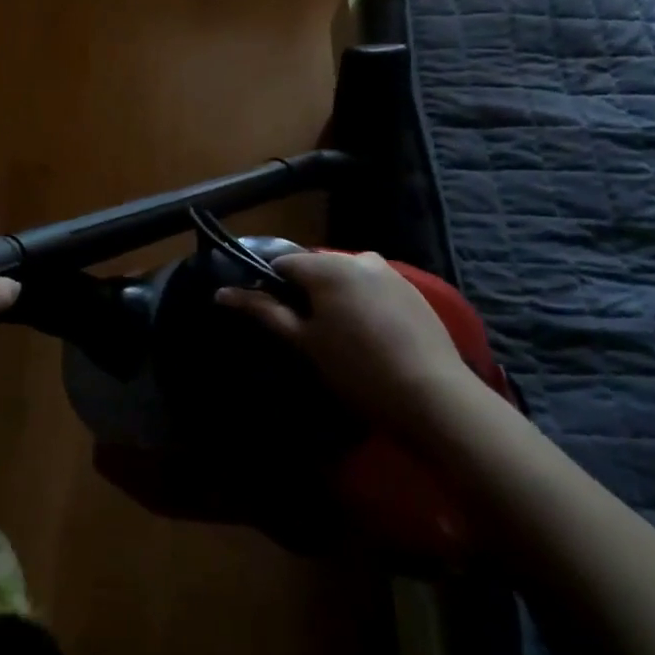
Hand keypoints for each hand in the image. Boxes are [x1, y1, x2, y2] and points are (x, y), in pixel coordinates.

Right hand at [216, 252, 477, 434]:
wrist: (433, 396)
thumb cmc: (357, 368)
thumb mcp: (304, 342)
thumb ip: (263, 311)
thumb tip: (221, 292)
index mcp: (327, 266)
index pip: (282, 264)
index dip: (270, 288)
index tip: (273, 319)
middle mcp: (358, 257)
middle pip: (315, 270)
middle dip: (305, 294)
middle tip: (305, 334)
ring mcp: (390, 272)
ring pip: (345, 279)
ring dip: (334, 299)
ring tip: (339, 339)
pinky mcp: (413, 290)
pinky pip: (372, 289)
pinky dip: (362, 305)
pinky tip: (369, 338)